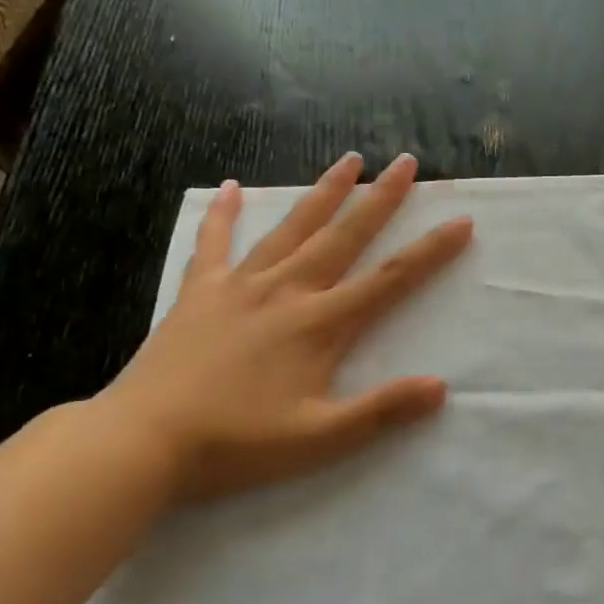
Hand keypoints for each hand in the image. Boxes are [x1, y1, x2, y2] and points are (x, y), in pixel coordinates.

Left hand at [98, 153, 472, 503]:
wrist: (143, 441)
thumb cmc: (237, 443)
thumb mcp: (319, 438)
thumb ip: (381, 410)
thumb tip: (440, 387)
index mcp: (320, 324)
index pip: (389, 279)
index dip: (430, 250)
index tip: (460, 221)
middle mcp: (287, 291)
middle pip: (345, 236)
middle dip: (381, 198)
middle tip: (407, 162)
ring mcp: (239, 286)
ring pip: (291, 228)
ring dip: (324, 192)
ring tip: (349, 160)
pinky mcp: (199, 293)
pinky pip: (213, 244)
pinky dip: (222, 215)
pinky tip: (229, 187)